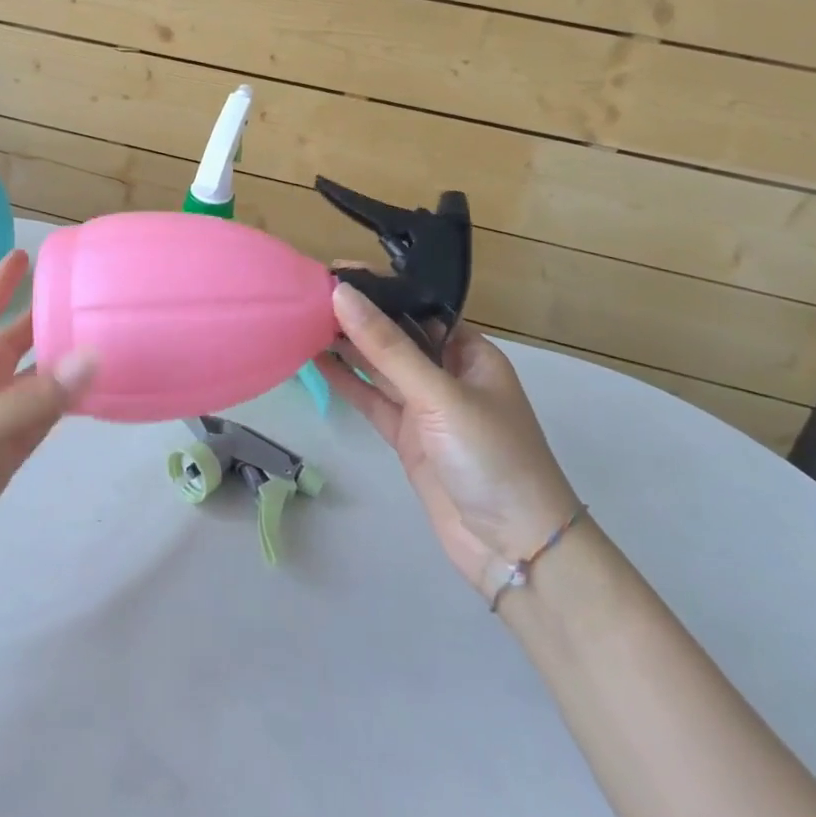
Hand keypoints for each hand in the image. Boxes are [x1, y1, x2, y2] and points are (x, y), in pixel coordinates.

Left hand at [0, 250, 95, 612]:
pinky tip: (92, 400)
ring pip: (34, 386)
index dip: (0, 283)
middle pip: (16, 346)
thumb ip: (28, 402)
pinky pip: (40, 426)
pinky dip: (65, 410)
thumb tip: (93, 356)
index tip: (25, 253)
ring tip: (107, 342)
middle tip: (88, 297)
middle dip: (44, 320)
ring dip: (63, 366)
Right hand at [316, 284, 578, 595]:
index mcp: (469, 352)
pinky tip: (315, 360)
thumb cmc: (491, 456)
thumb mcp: (439, 394)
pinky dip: (346, 381)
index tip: (334, 269)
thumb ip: (387, 346)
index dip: (379, 287)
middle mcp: (446, 373)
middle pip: (395, 334)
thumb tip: (341, 293)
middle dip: (357, 314)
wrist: (514, 548)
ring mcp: (425, 407)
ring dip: (346, 345)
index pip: (418, 306)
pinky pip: (371, 399)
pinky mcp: (407, 437)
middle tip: (307, 292)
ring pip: (379, 366)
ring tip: (301, 319)